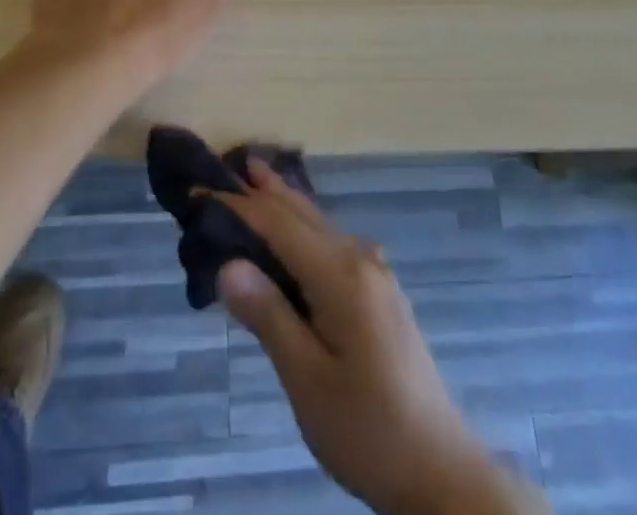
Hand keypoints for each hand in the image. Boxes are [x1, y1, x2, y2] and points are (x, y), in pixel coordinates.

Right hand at [216, 164, 529, 514]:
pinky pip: (330, 241)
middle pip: (301, 212)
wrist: (439, 469)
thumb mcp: (307, 380)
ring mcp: (374, 271)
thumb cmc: (366, 428)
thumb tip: (227, 264)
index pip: (277, 224)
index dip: (236, 206)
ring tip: (252, 178)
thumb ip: (268, 316)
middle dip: (262, 189)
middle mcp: (359, 257)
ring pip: (318, 223)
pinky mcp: (378, 289)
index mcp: (340, 274)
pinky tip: (291, 230)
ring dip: (283, 202)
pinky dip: (301, 225)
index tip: (197, 192)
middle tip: (223, 166)